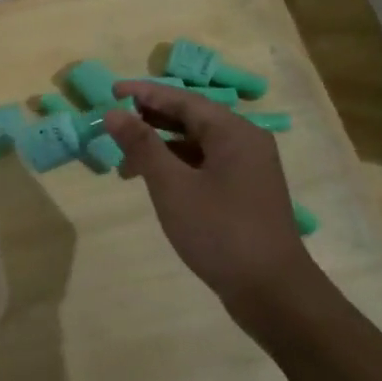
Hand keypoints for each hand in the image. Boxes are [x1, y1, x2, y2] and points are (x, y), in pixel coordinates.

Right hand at [104, 80, 318, 313]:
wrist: (271, 290)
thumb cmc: (219, 231)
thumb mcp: (172, 185)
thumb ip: (142, 145)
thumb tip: (113, 113)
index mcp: (233, 132)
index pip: (182, 99)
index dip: (144, 94)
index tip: (110, 91)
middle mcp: (245, 142)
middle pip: (191, 118)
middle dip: (150, 119)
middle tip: (112, 122)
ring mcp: (247, 169)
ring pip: (196, 143)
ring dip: (160, 145)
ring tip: (124, 158)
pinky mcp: (243, 192)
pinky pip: (204, 164)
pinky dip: (176, 165)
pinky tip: (153, 180)